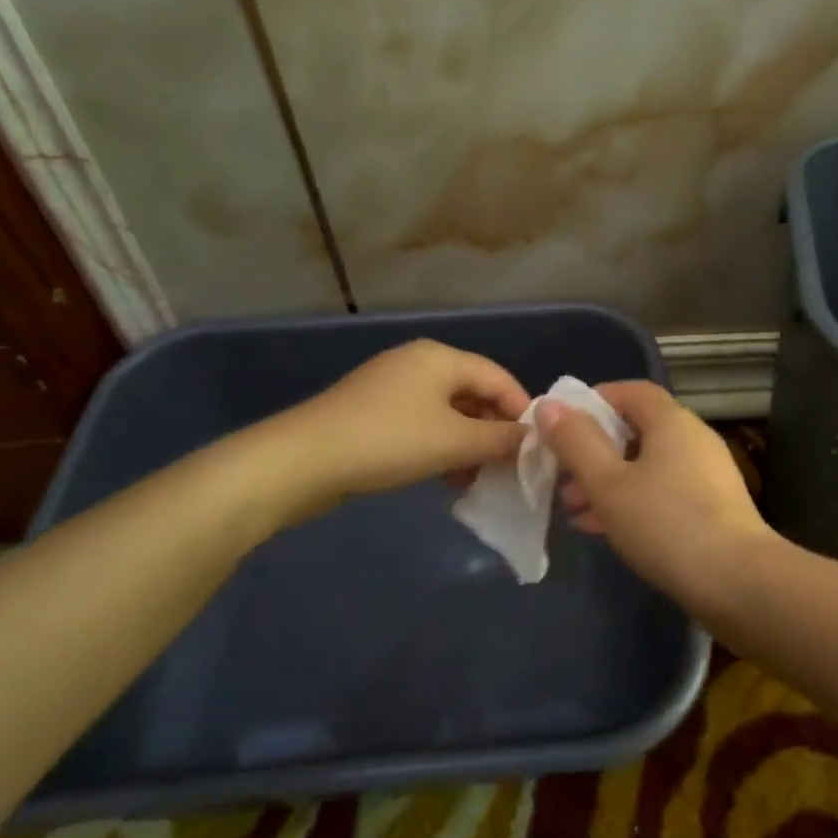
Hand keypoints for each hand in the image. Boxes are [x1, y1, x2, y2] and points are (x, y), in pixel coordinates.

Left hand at [246, 340, 530, 523]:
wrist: (299, 463)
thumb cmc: (387, 442)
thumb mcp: (454, 442)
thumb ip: (500, 440)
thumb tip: (534, 440)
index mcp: (441, 358)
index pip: (499, 378)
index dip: (522, 412)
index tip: (538, 449)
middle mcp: (419, 364)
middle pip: (474, 394)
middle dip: (494, 432)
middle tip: (509, 469)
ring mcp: (393, 388)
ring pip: (449, 414)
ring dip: (469, 445)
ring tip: (477, 479)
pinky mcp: (374, 414)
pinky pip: (424, 426)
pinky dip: (442, 448)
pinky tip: (446, 478)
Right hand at [539, 381, 776, 612]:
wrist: (738, 582)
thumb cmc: (665, 523)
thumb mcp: (608, 483)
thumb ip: (576, 443)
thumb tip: (551, 405)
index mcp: (672, 421)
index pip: (631, 391)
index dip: (593, 402)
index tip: (561, 427)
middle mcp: (693, 439)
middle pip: (636, 430)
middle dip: (594, 452)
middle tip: (562, 480)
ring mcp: (707, 474)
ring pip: (647, 466)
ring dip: (609, 482)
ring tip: (575, 511)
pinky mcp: (713, 508)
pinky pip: (663, 492)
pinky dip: (633, 501)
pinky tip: (606, 530)